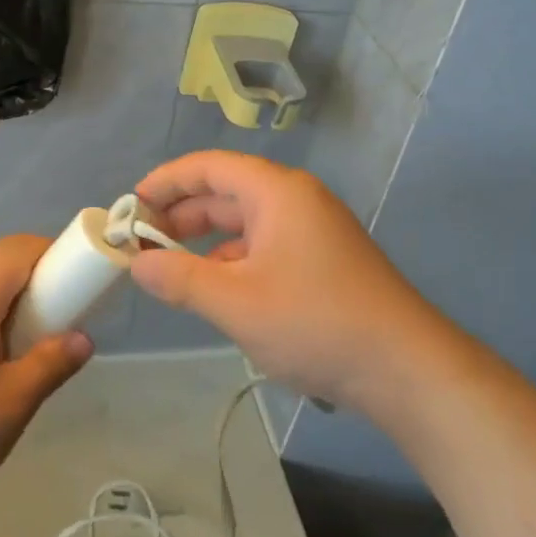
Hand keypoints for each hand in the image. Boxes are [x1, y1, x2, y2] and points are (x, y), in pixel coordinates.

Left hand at [0, 235, 93, 525]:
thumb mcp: (10, 405)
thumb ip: (50, 365)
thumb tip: (82, 337)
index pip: (15, 249)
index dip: (53, 251)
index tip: (82, 280)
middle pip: (0, 270)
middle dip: (40, 285)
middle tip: (67, 323)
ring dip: (17, 312)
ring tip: (36, 356)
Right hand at [129, 151, 454, 412]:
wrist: (405, 369)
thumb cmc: (315, 323)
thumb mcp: (235, 302)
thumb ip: (179, 279)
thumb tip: (138, 263)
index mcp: (276, 192)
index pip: (208, 167)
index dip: (164, 182)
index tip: (130, 206)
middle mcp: (295, 200)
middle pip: (225, 192)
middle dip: (180, 214)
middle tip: (140, 242)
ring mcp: (312, 230)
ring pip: (244, 223)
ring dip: (204, 241)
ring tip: (169, 269)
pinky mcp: (322, 260)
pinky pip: (264, 246)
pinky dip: (232, 260)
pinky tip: (215, 290)